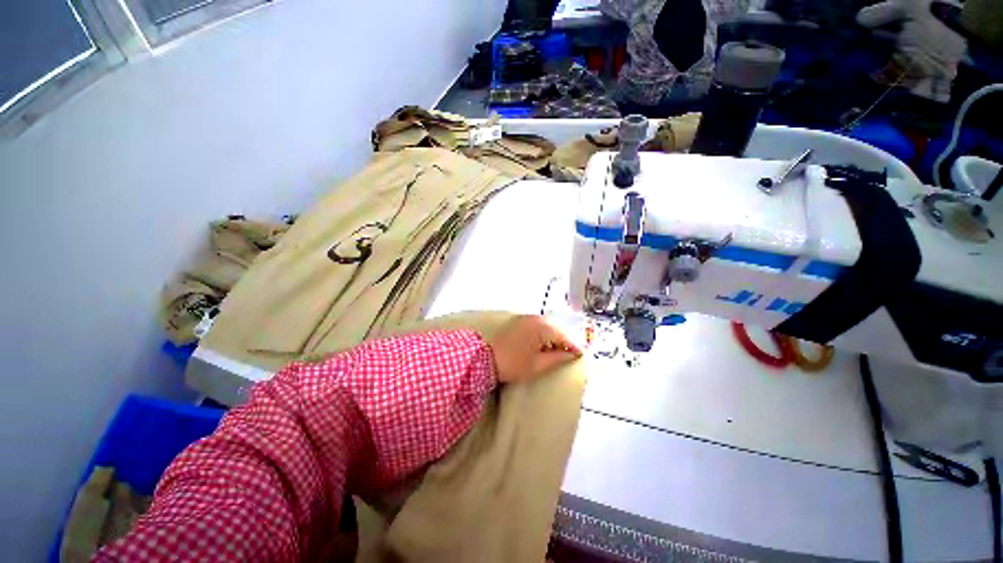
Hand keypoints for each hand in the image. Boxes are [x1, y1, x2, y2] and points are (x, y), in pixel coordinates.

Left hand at [489, 315, 581, 383]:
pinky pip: (538, 325)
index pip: (563, 336)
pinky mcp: (519, 321)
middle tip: (570, 353)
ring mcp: (526, 318)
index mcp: (542, 328)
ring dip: (554, 336)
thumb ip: (558, 358)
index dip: (573, 346)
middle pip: (556, 328)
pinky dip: (544, 333)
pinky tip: (544, 343)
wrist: (486, 359)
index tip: (581, 355)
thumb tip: (571, 354)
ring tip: (558, 350)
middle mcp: (536, 319)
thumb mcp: (538, 365)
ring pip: (547, 326)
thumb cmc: (514, 364)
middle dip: (564, 340)